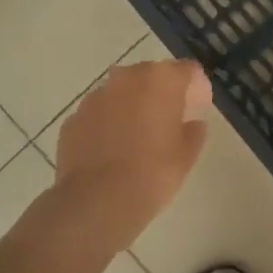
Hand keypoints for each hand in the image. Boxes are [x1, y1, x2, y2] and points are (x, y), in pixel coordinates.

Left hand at [40, 60, 211, 260]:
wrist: (97, 201)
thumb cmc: (152, 174)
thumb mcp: (186, 156)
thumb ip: (193, 132)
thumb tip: (192, 124)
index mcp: (160, 80)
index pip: (187, 71)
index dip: (197, 87)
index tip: (199, 106)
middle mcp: (126, 78)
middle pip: (151, 75)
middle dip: (162, 93)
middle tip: (170, 120)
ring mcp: (95, 97)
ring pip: (121, 93)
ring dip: (132, 106)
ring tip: (138, 137)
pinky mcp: (74, 118)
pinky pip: (99, 114)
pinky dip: (108, 124)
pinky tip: (112, 150)